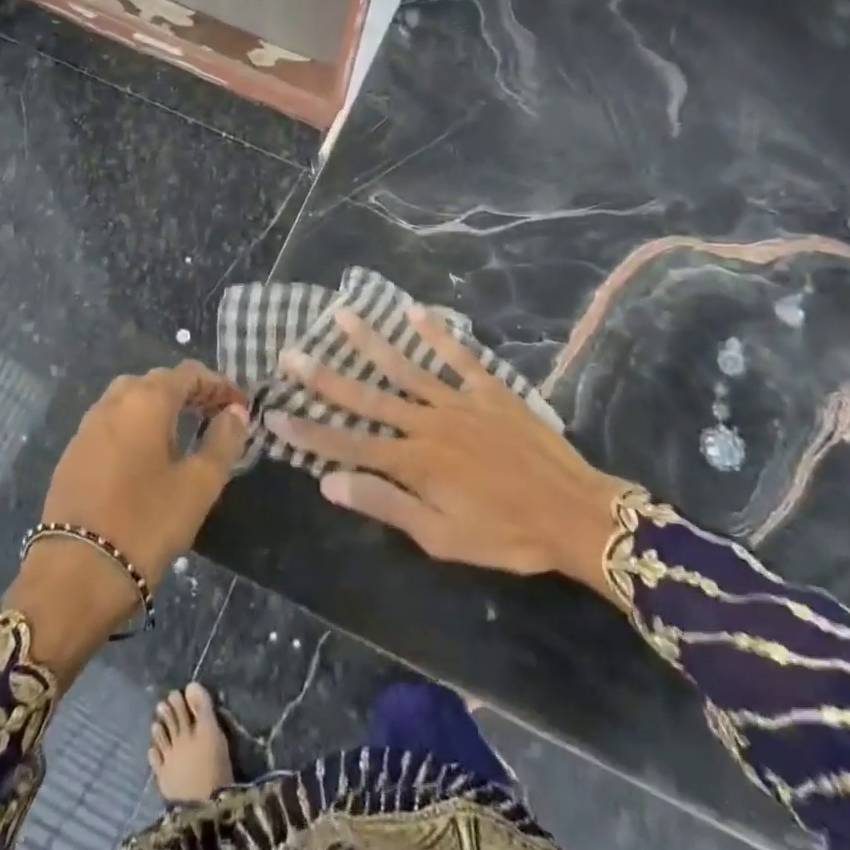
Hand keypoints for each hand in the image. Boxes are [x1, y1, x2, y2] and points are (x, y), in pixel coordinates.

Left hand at [6, 363, 247, 675]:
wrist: (74, 575)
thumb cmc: (146, 524)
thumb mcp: (199, 485)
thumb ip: (223, 441)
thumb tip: (236, 413)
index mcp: (147, 400)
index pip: (189, 373)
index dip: (219, 385)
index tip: (241, 407)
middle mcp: (114, 402)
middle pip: (157, 381)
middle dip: (190, 392)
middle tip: (215, 416)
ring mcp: (88, 427)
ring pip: (130, 400)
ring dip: (160, 407)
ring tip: (183, 433)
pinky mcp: (72, 454)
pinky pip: (112, 424)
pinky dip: (135, 426)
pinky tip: (147, 457)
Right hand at [265, 306, 636, 589]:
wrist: (574, 513)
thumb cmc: (505, 535)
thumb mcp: (441, 537)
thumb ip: (385, 504)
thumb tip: (328, 481)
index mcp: (414, 462)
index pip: (348, 444)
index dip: (308, 430)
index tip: (275, 413)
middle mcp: (428, 423)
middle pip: (368, 397)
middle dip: (325, 378)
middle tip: (291, 354)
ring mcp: (459, 401)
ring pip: (406, 367)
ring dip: (371, 342)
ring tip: (342, 316)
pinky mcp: (489, 389)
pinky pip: (458, 355)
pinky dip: (436, 333)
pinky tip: (413, 311)